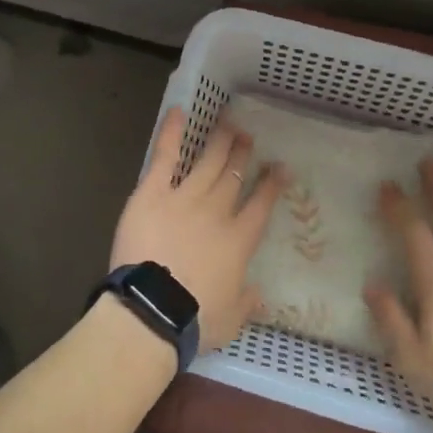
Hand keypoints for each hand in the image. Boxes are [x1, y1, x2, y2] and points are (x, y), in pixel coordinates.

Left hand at [111, 107, 284, 350]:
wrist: (152, 311)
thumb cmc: (195, 320)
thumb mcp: (231, 320)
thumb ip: (247, 302)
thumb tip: (260, 295)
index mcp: (238, 241)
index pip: (260, 206)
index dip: (271, 185)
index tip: (280, 168)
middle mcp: (216, 212)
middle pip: (233, 176)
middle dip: (243, 154)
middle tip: (249, 135)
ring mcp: (184, 198)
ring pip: (207, 162)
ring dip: (219, 142)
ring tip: (229, 123)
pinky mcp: (152, 194)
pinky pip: (164, 158)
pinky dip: (171, 134)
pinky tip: (178, 112)